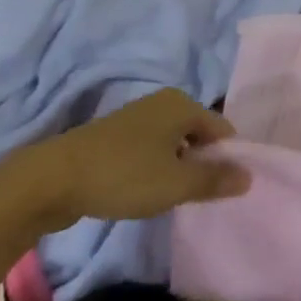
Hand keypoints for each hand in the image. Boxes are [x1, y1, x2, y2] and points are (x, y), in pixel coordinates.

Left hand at [26, 88, 252, 229]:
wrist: (51, 180)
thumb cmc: (123, 176)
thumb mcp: (176, 184)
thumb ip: (215, 180)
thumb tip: (250, 176)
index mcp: (182, 104)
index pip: (222, 130)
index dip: (228, 159)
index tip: (223, 189)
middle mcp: (162, 102)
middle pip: (198, 135)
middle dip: (202, 164)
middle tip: (199, 196)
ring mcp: (136, 117)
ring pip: (173, 143)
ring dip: (177, 168)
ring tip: (172, 197)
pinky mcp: (114, 136)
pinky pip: (150, 150)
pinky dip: (154, 168)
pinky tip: (145, 191)